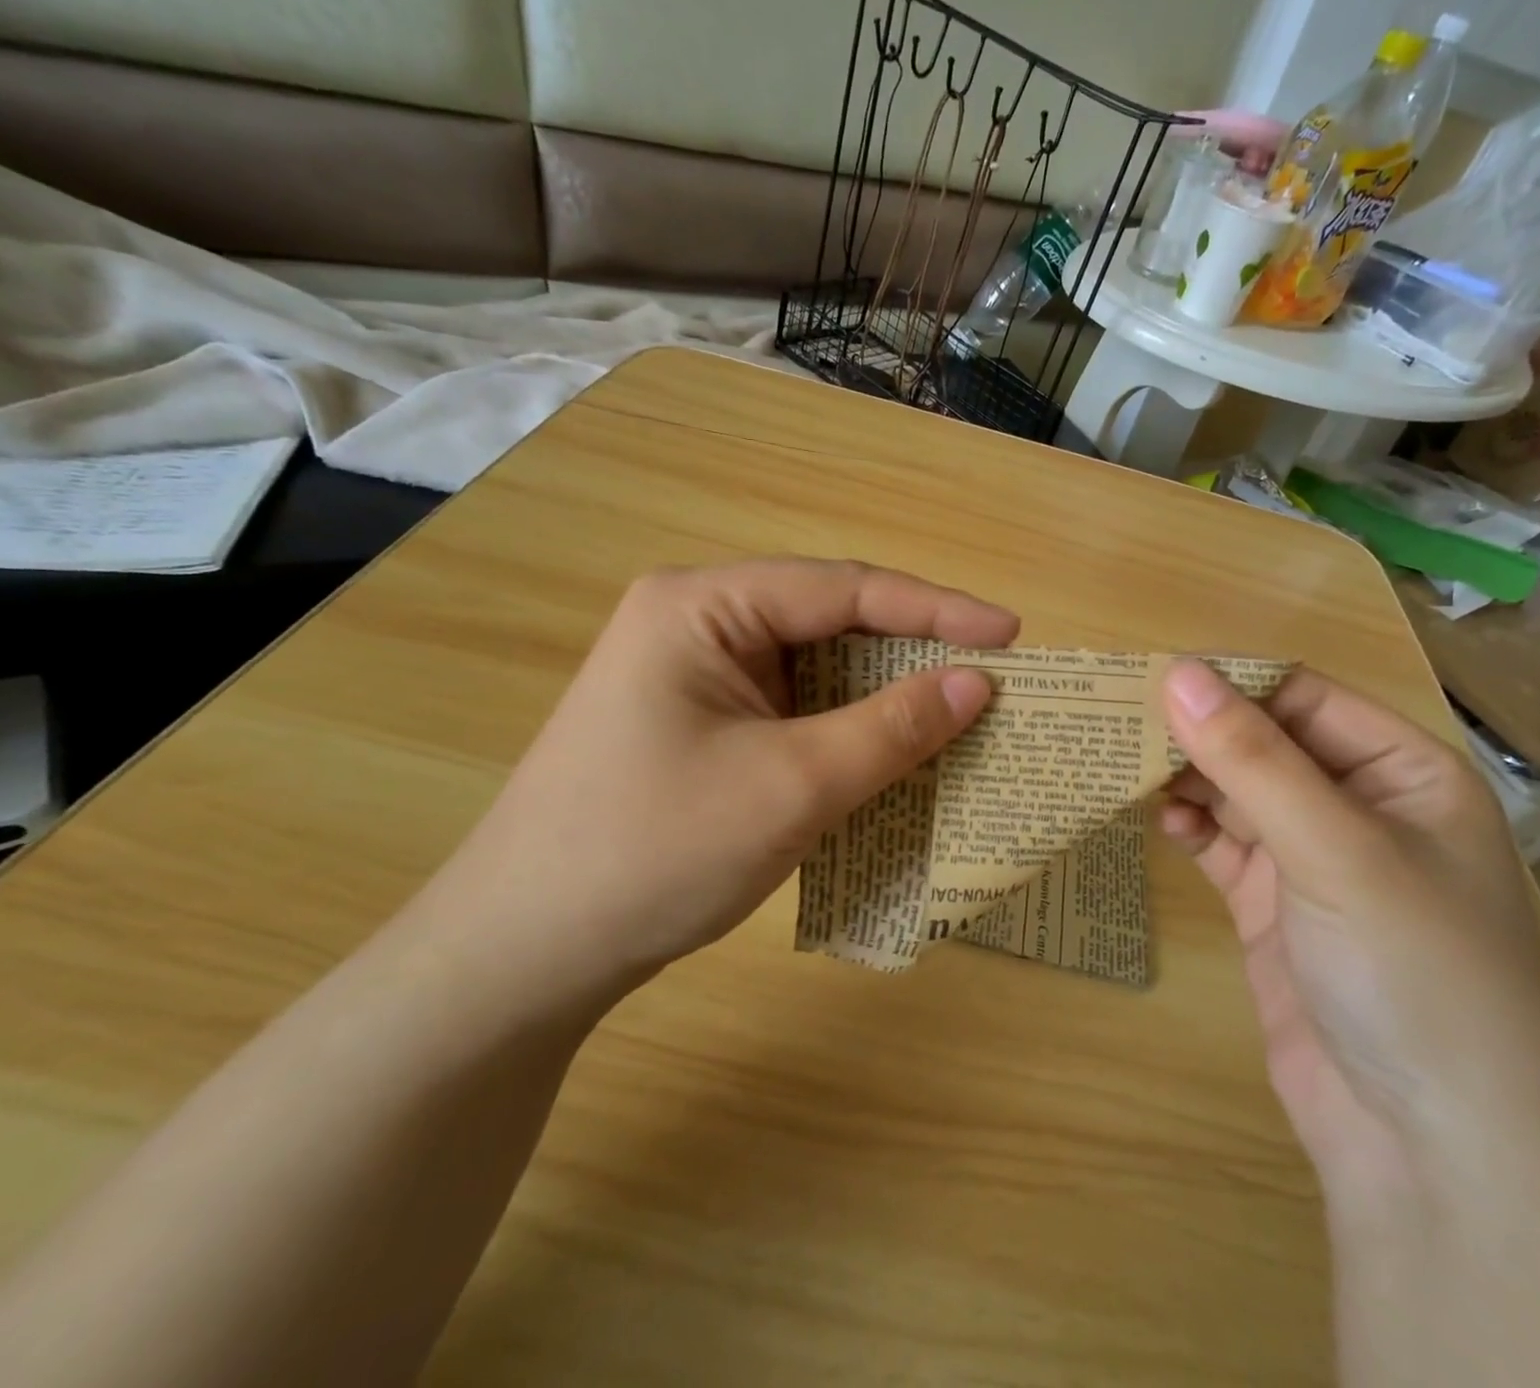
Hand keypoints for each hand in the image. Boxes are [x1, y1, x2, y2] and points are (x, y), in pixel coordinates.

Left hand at [418, 559, 1018, 1015]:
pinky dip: (848, 731)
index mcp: (703, 605)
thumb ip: (892, 728)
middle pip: (832, 622)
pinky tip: (890, 755)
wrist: (523, 955)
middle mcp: (698, 623)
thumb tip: (979, 682)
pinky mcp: (702, 724)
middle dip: (912, 653)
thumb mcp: (792, 786)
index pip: (845, 589)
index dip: (936, 609)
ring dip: (883, 697)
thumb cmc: (653, 853)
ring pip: (817, 670)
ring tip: (957, 718)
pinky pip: (795, 711)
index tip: (1011, 634)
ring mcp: (697, 676)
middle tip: (992, 680)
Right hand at [1158, 662, 1539, 1205]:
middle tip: (1119, 719)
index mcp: (1404, 771)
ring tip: (1123, 764)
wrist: (1427, 1153)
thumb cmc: (1412, 974)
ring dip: (1186, 777)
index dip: (1229, 682)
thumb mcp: (1335, 851)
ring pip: (1238, 791)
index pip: (1303, 697)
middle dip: (1199, 731)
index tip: (1148, 675)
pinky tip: (1159, 821)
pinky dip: (1190, 826)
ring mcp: (1314, 859)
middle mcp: (1360, 805)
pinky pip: (1223, 843)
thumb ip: (1252, 759)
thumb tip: (1178, 671)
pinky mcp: (1274, 906)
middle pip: (1264, 742)